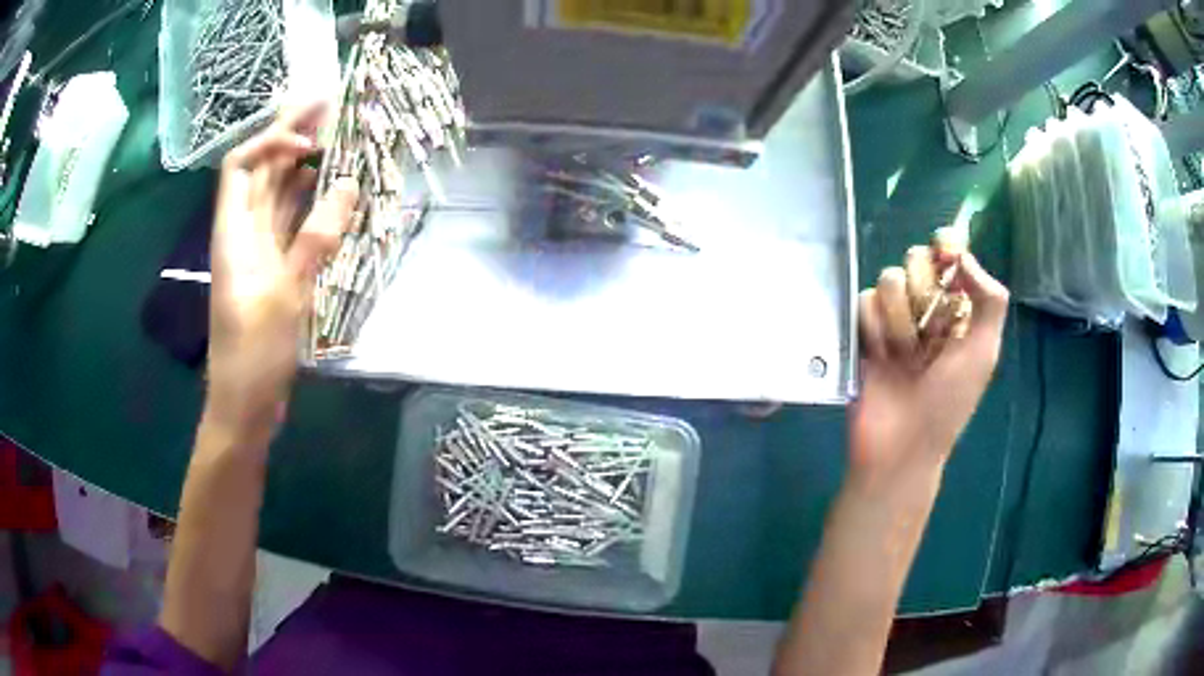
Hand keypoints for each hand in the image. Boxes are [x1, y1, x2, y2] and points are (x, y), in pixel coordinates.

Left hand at [206, 101, 358, 432]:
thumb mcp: (285, 295)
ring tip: (336, 138)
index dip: (271, 143)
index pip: (241, 166)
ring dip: (303, 166)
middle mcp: (243, 234)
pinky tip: (332, 192)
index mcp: (233, 233)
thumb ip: (315, 239)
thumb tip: (349, 185)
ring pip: (278, 196)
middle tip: (328, 106)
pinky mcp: (274, 271)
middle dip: (290, 136)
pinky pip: (291, 225)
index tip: (309, 142)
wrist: (244, 405)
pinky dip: (310, 204)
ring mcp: (259, 253)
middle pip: (261, 172)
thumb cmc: (254, 354)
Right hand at [849, 229, 1009, 483]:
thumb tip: (963, 255)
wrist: (900, 446)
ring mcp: (893, 318)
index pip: (950, 254)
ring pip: (887, 280)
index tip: (944, 253)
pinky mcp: (861, 331)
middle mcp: (926, 306)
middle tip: (929, 330)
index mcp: (958, 308)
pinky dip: (873, 330)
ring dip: (898, 319)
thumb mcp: (983, 354)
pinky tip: (879, 358)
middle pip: (914, 258)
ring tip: (903, 356)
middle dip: (922, 291)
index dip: (946, 245)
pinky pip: (862, 303)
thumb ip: (989, 300)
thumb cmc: (948, 403)